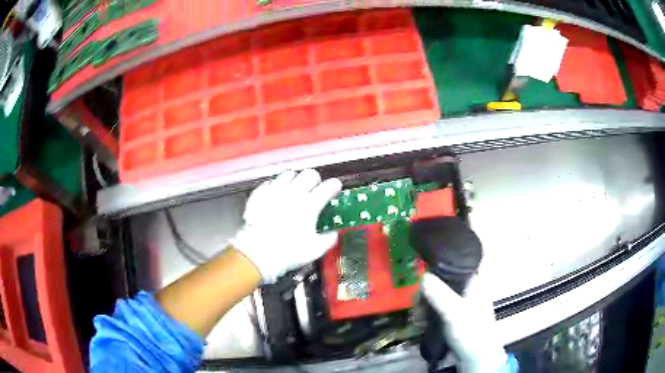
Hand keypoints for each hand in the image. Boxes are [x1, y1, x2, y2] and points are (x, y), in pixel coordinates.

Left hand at [231, 169, 341, 283]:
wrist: (257, 253)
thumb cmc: (288, 252)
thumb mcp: (314, 250)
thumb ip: (328, 240)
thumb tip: (333, 234)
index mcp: (309, 206)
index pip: (327, 187)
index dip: (334, 186)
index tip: (335, 188)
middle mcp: (293, 194)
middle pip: (309, 174)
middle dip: (315, 179)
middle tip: (314, 188)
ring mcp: (274, 192)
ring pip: (288, 174)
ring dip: (295, 179)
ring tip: (295, 188)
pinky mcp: (259, 195)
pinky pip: (269, 183)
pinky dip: (274, 186)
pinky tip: (275, 194)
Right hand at [421, 271, 508, 372]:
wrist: (476, 357)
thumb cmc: (470, 331)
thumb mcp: (454, 313)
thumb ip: (439, 295)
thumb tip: (424, 277)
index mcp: (474, 282)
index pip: (454, 266)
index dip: (437, 270)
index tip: (422, 282)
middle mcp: (468, 289)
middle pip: (443, 282)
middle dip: (427, 293)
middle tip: (417, 306)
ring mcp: (462, 303)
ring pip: (439, 296)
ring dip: (426, 305)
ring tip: (418, 318)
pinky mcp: (455, 315)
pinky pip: (439, 308)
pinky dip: (429, 313)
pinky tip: (422, 322)